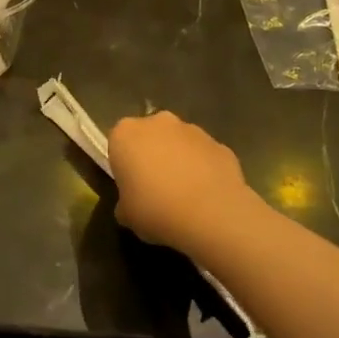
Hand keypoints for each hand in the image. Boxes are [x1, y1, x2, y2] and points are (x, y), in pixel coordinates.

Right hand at [109, 112, 256, 258]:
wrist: (212, 215)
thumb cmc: (155, 210)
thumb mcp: (126, 215)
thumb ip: (124, 203)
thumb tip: (129, 206)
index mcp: (125, 134)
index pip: (118, 143)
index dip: (124, 165)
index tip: (130, 186)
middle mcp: (158, 122)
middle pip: (150, 136)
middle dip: (152, 156)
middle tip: (155, 189)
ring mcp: (193, 130)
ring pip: (179, 143)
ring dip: (179, 161)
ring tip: (185, 196)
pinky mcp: (220, 144)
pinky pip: (205, 157)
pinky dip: (204, 170)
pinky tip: (207, 197)